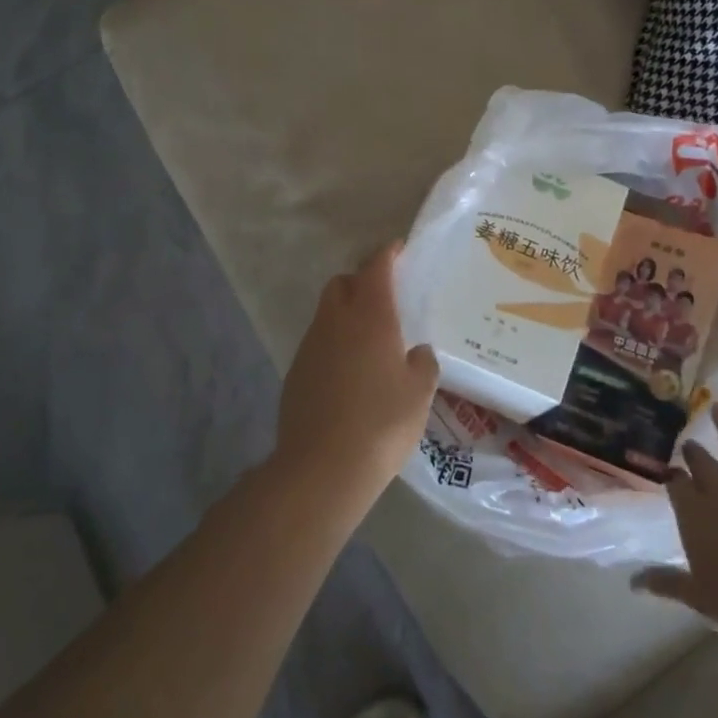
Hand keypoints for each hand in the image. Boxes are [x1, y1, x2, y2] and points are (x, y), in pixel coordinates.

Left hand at [275, 243, 438, 499]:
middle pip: (341, 284)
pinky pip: (318, 345)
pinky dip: (334, 345)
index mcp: (370, 318)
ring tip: (371, 341)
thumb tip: (416, 353)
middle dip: (361, 282)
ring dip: (346, 315)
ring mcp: (310, 348)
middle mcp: (335, 323)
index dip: (387, 254)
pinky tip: (350, 375)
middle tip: (385, 298)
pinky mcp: (295, 374)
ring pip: (327, 315)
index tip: (398, 250)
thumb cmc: (382, 423)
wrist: (322, 468)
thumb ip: (422, 363)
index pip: (375, 268)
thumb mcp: (420, 393)